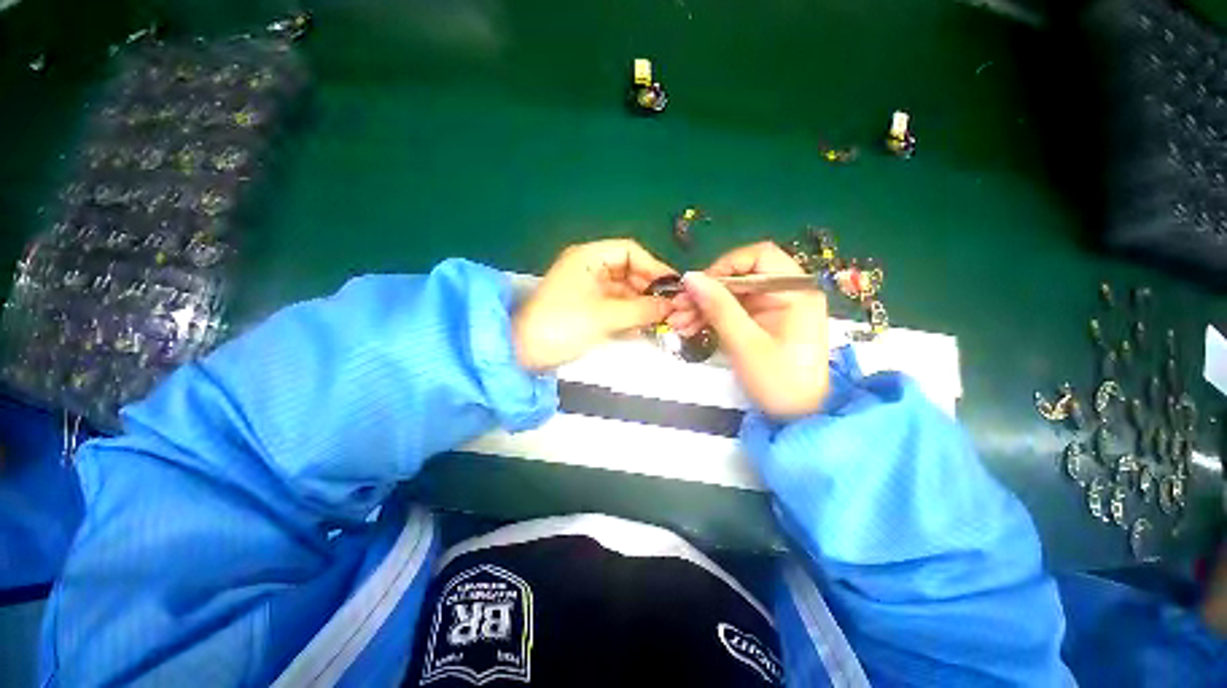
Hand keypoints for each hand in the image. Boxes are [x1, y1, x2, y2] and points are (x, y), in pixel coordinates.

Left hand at [513, 239, 675, 371]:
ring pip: (624, 291)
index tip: (672, 287)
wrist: (524, 353)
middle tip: (671, 308)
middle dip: (649, 290)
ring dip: (642, 305)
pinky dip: (630, 315)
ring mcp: (588, 289)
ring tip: (662, 320)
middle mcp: (589, 268)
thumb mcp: (605, 316)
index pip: (629, 252)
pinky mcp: (587, 308)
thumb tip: (672, 306)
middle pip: (629, 271)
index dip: (653, 267)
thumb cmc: (563, 326)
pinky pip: (615, 306)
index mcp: (588, 257)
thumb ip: (642, 309)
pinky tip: (644, 327)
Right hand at [668, 242, 828, 417]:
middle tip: (678, 308)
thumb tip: (690, 277)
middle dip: (707, 291)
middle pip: (739, 277)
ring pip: (731, 294)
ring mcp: (772, 308)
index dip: (725, 266)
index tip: (699, 287)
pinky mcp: (761, 322)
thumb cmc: (781, 382)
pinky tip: (689, 327)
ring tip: (678, 322)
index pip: (758, 257)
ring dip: (703, 306)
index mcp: (795, 291)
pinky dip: (711, 317)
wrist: (800, 418)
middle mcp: (785, 292)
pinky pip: (731, 311)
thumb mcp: (746, 344)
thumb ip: (719, 307)